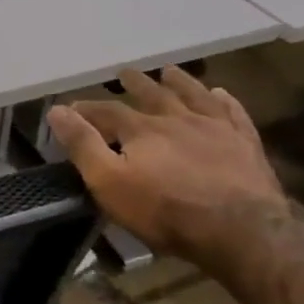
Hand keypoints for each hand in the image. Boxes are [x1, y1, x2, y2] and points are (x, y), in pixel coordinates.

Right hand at [45, 66, 289, 271]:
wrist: (242, 232)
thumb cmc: (165, 211)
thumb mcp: (109, 182)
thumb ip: (82, 144)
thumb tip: (57, 110)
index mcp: (141, 129)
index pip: (107, 110)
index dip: (86, 108)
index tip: (71, 108)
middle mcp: (177, 119)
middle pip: (152, 95)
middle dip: (135, 84)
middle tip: (125, 73)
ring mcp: (216, 129)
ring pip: (194, 96)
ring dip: (180, 82)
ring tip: (169, 71)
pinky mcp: (246, 145)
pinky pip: (234, 114)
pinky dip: (225, 101)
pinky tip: (221, 94)